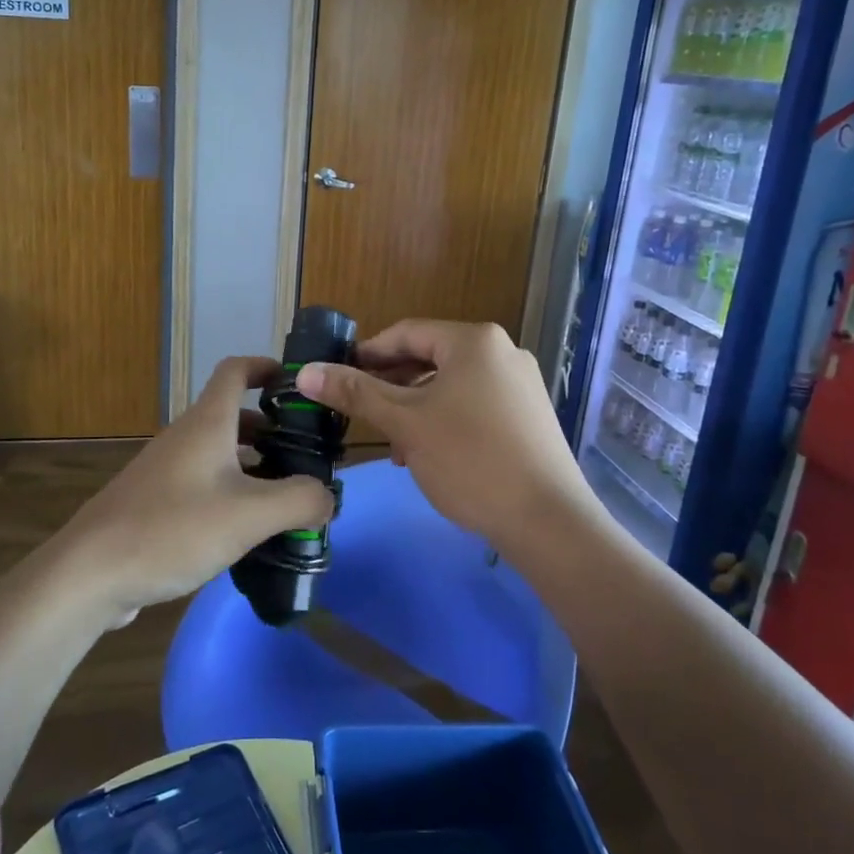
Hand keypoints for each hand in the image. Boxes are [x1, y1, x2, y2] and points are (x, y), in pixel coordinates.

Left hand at [59, 356, 334, 623]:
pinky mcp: (156, 502)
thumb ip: (299, 500)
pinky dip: (232, 492)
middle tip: (308, 454)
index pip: (235, 371)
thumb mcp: (249, 515)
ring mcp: (166, 471)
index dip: (266, 367)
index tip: (298, 384)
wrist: (89, 573)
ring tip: (286, 495)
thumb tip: (328, 496)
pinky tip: (246, 529)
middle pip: (233, 416)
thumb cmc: (172, 529)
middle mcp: (185, 438)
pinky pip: (204, 483)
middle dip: (272, 428)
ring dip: (254, 464)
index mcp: (206, 424)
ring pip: (219, 453)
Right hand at [296, 320, 590, 544]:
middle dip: (391, 387)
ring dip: (415, 409)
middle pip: (430, 358)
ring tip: (394, 446)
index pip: (406, 333)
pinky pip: (474, 405)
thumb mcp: (405, 423)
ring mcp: (521, 384)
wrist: (547, 520)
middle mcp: (502, 352)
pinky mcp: (529, 416)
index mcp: (474, 341)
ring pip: (451, 386)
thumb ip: (355, 393)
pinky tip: (429, 454)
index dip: (367, 354)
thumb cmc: (470, 460)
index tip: (337, 378)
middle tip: (360, 414)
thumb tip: (306, 372)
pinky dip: (445, 420)